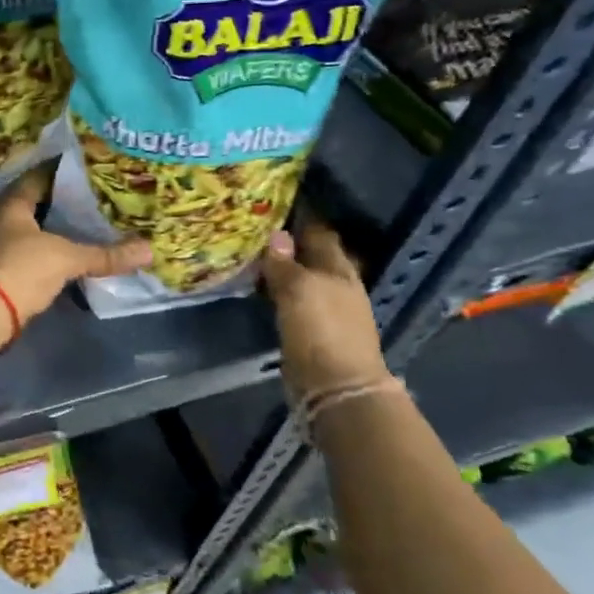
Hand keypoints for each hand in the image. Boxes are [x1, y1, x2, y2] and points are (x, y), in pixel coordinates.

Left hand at [0, 168, 152, 323]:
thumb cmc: (22, 269)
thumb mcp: (67, 259)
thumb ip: (105, 255)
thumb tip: (148, 250)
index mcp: (9, 206)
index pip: (34, 178)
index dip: (56, 171)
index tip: (79, 167)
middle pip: (26, 205)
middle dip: (53, 203)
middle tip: (84, 199)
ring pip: (21, 231)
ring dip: (43, 230)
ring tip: (74, 228)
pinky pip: (17, 254)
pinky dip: (36, 254)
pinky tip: (55, 259)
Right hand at [260, 220, 391, 400]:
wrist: (336, 388)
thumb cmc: (321, 330)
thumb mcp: (298, 290)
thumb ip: (285, 263)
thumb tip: (277, 235)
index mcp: (340, 269)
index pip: (320, 234)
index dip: (302, 219)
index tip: (276, 205)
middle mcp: (337, 286)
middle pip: (312, 257)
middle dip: (290, 245)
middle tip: (257, 231)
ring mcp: (328, 311)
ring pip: (302, 280)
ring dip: (283, 271)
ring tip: (254, 258)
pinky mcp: (314, 333)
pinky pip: (294, 303)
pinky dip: (280, 293)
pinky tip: (263, 291)